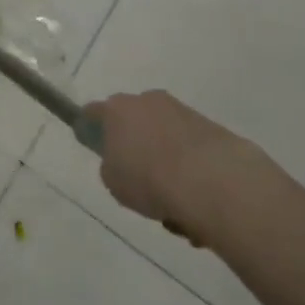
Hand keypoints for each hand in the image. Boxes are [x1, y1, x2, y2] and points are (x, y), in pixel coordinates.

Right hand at [82, 90, 260, 246]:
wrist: (212, 181)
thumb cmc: (150, 179)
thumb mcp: (114, 182)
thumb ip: (112, 167)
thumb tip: (123, 162)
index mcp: (116, 110)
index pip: (93, 112)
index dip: (92, 129)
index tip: (96, 146)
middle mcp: (146, 101)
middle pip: (134, 121)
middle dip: (136, 145)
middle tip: (141, 178)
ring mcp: (180, 111)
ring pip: (165, 136)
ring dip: (166, 160)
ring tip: (176, 203)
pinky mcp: (211, 127)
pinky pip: (191, 148)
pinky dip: (191, 168)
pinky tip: (196, 201)